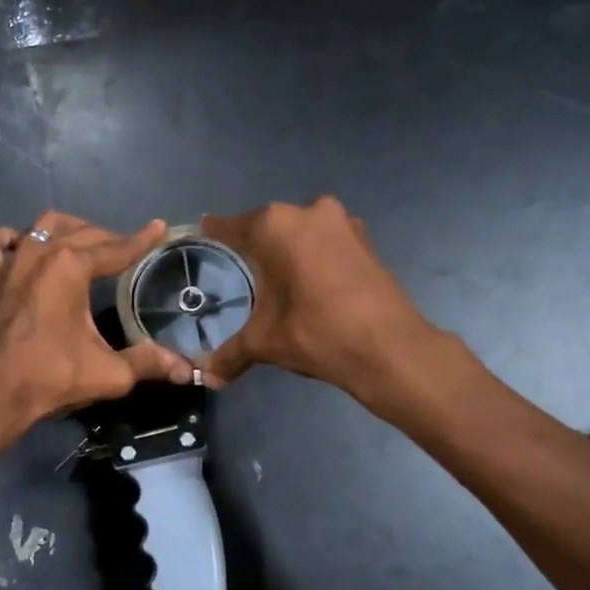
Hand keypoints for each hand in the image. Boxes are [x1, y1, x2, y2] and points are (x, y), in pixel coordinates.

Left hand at [0, 212, 195, 439]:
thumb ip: (148, 363)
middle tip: (128, 251)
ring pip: (42, 226)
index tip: (159, 228)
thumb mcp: (110, 372)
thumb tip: (185, 370)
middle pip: (83, 233)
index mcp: (71, 267)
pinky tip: (21, 248)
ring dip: (68, 230)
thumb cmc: (51, 378)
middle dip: (109, 238)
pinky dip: (10, 239)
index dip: (141, 240)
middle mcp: (39, 253)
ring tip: (84, 244)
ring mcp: (9, 263)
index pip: (116, 248)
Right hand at [199, 196, 437, 398]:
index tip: (201, 233)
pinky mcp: (365, 241)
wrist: (388, 348)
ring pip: (302, 232)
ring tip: (275, 277)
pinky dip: (314, 257)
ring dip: (289, 250)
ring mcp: (342, 223)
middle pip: (269, 226)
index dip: (214, 233)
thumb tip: (207, 376)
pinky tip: (309, 282)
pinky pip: (327, 243)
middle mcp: (308, 212)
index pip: (231, 226)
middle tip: (239, 266)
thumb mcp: (264, 342)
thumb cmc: (315, 332)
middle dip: (255, 245)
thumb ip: (230, 354)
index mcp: (275, 226)